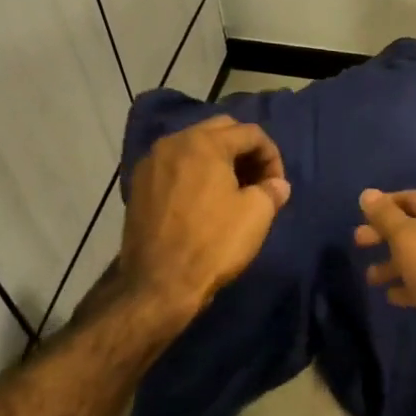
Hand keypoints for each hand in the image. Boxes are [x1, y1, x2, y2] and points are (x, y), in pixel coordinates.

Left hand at [121, 116, 291, 330]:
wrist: (158, 284)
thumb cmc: (213, 244)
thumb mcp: (256, 214)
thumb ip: (272, 190)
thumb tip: (277, 185)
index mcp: (204, 142)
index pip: (250, 133)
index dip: (272, 156)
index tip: (277, 185)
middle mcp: (173, 142)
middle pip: (220, 131)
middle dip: (244, 150)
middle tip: (257, 180)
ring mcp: (151, 163)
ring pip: (194, 147)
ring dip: (218, 160)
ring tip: (232, 190)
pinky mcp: (138, 186)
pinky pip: (174, 166)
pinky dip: (194, 173)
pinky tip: (203, 200)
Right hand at [355, 189, 415, 331]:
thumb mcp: (406, 236)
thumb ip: (385, 216)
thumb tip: (367, 193)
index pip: (412, 198)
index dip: (385, 205)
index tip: (361, 216)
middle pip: (415, 227)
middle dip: (385, 236)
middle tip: (358, 243)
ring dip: (394, 264)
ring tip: (371, 278)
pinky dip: (411, 283)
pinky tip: (391, 295)